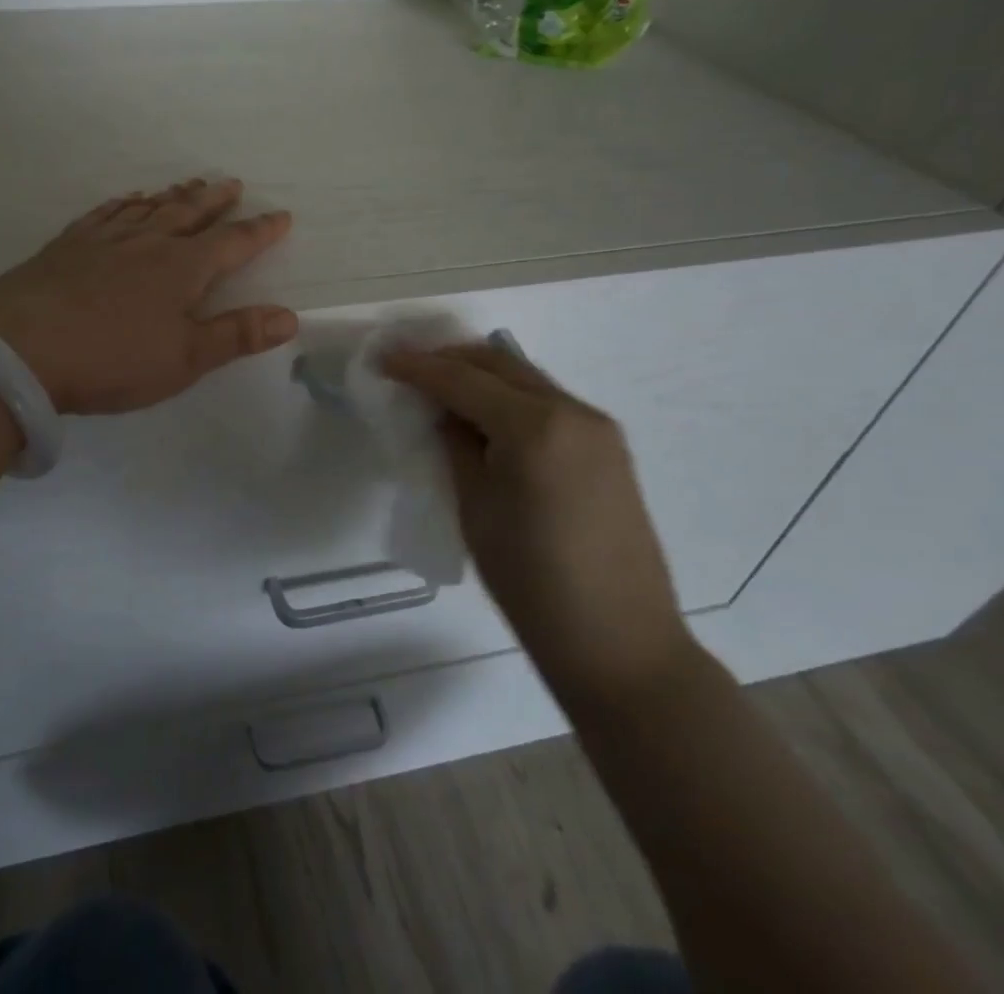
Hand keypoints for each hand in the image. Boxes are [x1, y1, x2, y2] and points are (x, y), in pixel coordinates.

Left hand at [0, 178, 297, 413]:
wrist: (21, 350)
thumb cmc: (112, 360)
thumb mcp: (184, 359)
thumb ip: (237, 334)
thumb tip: (290, 316)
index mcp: (182, 269)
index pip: (233, 244)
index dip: (260, 230)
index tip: (281, 215)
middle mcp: (147, 242)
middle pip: (189, 213)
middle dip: (215, 200)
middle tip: (232, 184)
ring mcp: (104, 239)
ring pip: (148, 208)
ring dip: (173, 196)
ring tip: (189, 184)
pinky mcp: (68, 244)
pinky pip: (105, 213)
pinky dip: (123, 202)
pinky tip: (128, 199)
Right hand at [382, 342, 691, 705]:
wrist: (619, 643)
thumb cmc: (531, 581)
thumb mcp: (475, 507)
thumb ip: (457, 446)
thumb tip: (446, 414)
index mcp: (534, 426)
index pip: (463, 379)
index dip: (418, 367)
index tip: (383, 359)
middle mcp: (572, 411)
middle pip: (500, 363)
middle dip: (451, 359)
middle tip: (411, 368)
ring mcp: (598, 428)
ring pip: (527, 378)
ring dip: (483, 375)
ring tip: (443, 389)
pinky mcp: (610, 448)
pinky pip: (549, 402)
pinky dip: (511, 397)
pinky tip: (487, 417)